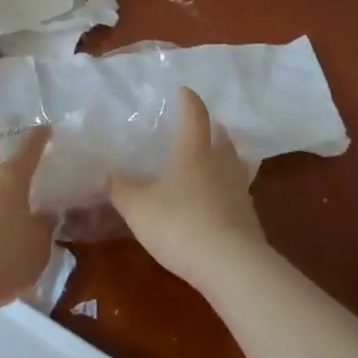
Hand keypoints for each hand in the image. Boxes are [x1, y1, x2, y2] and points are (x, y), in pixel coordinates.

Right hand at [109, 88, 265, 290]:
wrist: (231, 265)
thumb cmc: (179, 224)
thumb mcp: (138, 208)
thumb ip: (120, 189)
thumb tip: (107, 174)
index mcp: (194, 152)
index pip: (195, 115)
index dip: (189, 101)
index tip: (184, 91)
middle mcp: (221, 164)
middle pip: (222, 137)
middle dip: (213, 129)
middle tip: (203, 127)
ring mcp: (240, 190)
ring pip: (236, 163)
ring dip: (226, 157)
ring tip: (215, 160)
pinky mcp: (249, 218)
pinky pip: (238, 193)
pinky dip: (229, 190)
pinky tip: (218, 202)